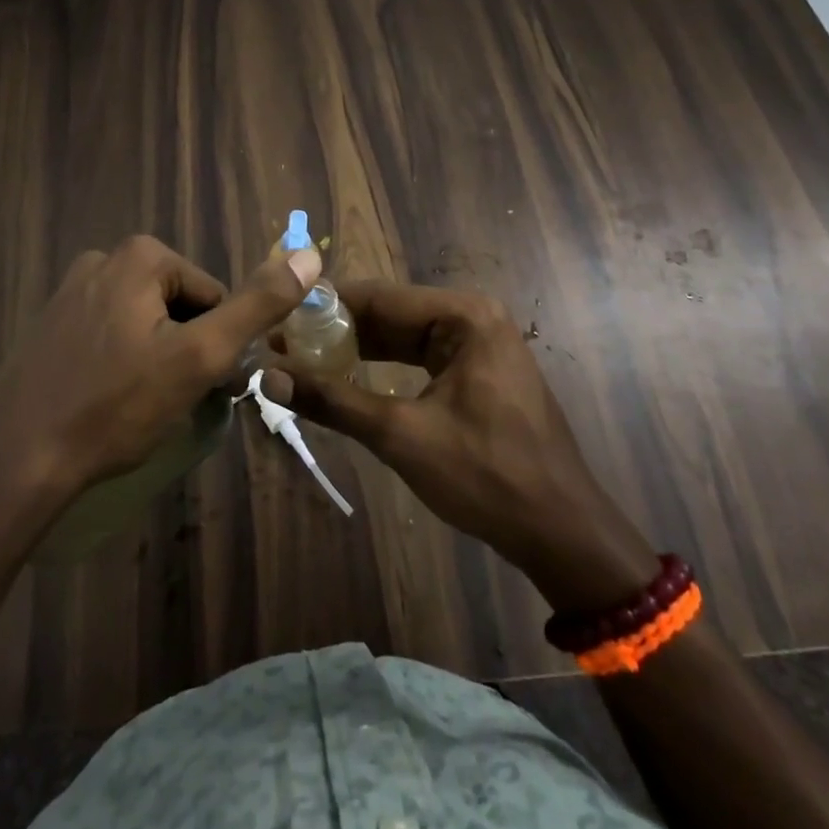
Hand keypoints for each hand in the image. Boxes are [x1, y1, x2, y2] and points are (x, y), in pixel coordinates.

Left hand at [0, 235, 322, 498]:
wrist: (16, 460)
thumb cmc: (116, 406)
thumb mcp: (200, 356)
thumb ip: (257, 305)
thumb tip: (311, 255)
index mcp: (140, 256)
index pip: (214, 296)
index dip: (217, 344)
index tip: (203, 387)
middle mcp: (102, 259)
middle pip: (178, 306)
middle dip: (186, 350)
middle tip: (172, 401)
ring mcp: (69, 291)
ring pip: (144, 324)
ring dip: (156, 360)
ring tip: (139, 408)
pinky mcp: (48, 325)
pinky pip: (108, 337)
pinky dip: (120, 365)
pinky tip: (107, 404)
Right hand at [267, 280, 656, 608]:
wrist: (561, 532)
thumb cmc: (485, 475)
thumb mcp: (401, 435)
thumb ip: (333, 401)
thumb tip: (267, 378)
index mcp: (464, 315)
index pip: (379, 296)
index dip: (325, 306)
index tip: (278, 316)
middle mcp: (473, 317)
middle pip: (390, 313)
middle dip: (338, 330)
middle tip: (283, 343)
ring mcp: (480, 345)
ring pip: (403, 337)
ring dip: (357, 349)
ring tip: (303, 359)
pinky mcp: (479, 373)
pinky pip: (420, 358)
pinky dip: (384, 367)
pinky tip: (347, 378)